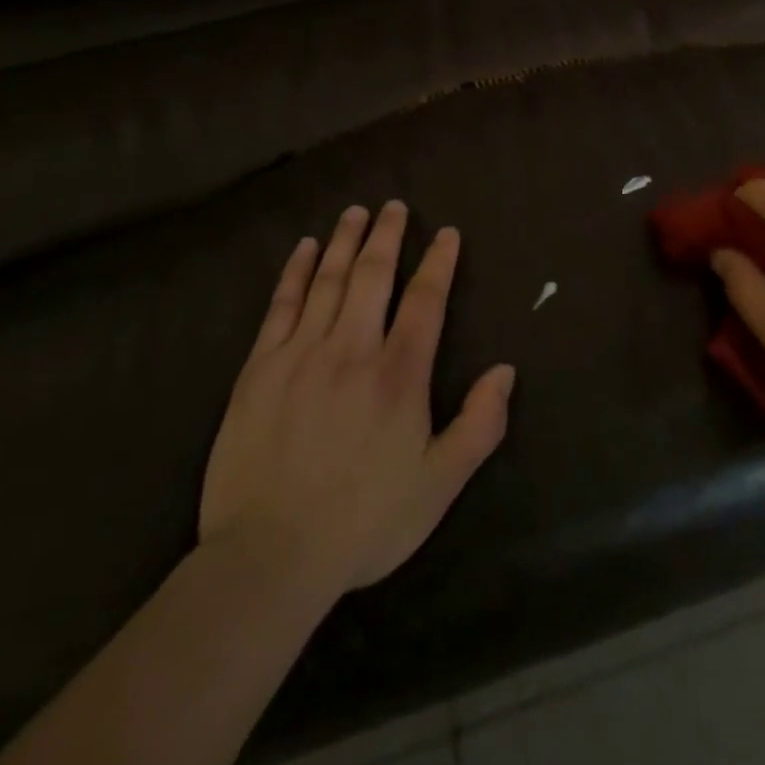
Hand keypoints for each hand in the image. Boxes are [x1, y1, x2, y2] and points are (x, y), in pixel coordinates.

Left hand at [198, 202, 514, 596]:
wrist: (268, 558)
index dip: (439, 263)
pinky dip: (296, 272)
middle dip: (388, 235)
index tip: (446, 233)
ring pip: (329, 280)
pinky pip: (282, 305)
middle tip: (395, 206)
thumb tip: (505, 370)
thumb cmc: (364, 521)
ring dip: (346, 241)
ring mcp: (301, 355)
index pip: (426, 301)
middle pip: (374, 275)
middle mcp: (352, 350)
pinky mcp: (260, 369)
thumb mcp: (439, 485)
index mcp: (399, 375)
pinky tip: (306, 249)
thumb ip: (479, 425)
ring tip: (355, 212)